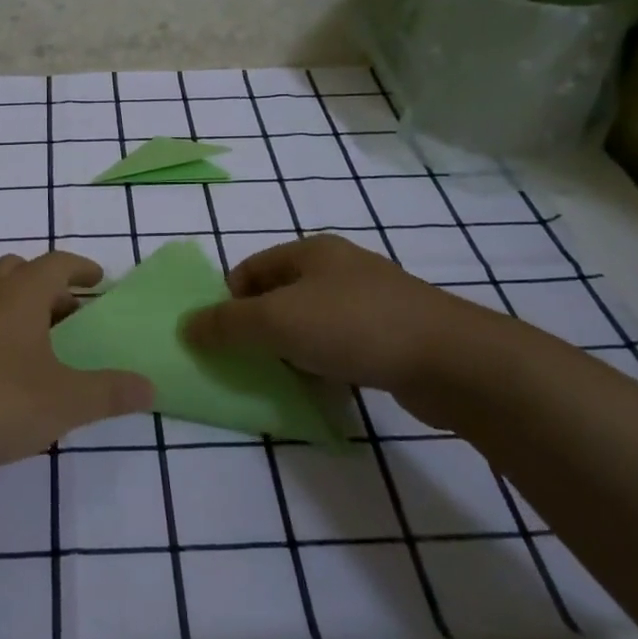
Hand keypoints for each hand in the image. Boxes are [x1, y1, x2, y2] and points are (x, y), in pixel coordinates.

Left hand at [0, 252, 153, 487]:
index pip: (57, 263)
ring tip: (25, 331)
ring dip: (8, 298)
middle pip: (18, 269)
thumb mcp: (64, 402)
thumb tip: (150, 387)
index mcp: (20, 292)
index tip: (97, 279)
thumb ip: (110, 393)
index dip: (81, 268)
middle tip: (65, 313)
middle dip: (46, 285)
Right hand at [180, 235, 522, 427]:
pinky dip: (324, 363)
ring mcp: (370, 300)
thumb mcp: (277, 321)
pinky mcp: (392, 333)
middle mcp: (339, 268)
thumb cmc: (354, 327)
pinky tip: (326, 386)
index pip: (249, 270)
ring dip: (291, 349)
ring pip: (310, 322)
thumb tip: (186, 325)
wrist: (451, 360)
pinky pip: (341, 345)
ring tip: (286, 378)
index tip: (223, 340)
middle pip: (279, 296)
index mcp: (311, 252)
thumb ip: (227, 324)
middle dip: (259, 329)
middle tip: (250, 362)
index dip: (228, 302)